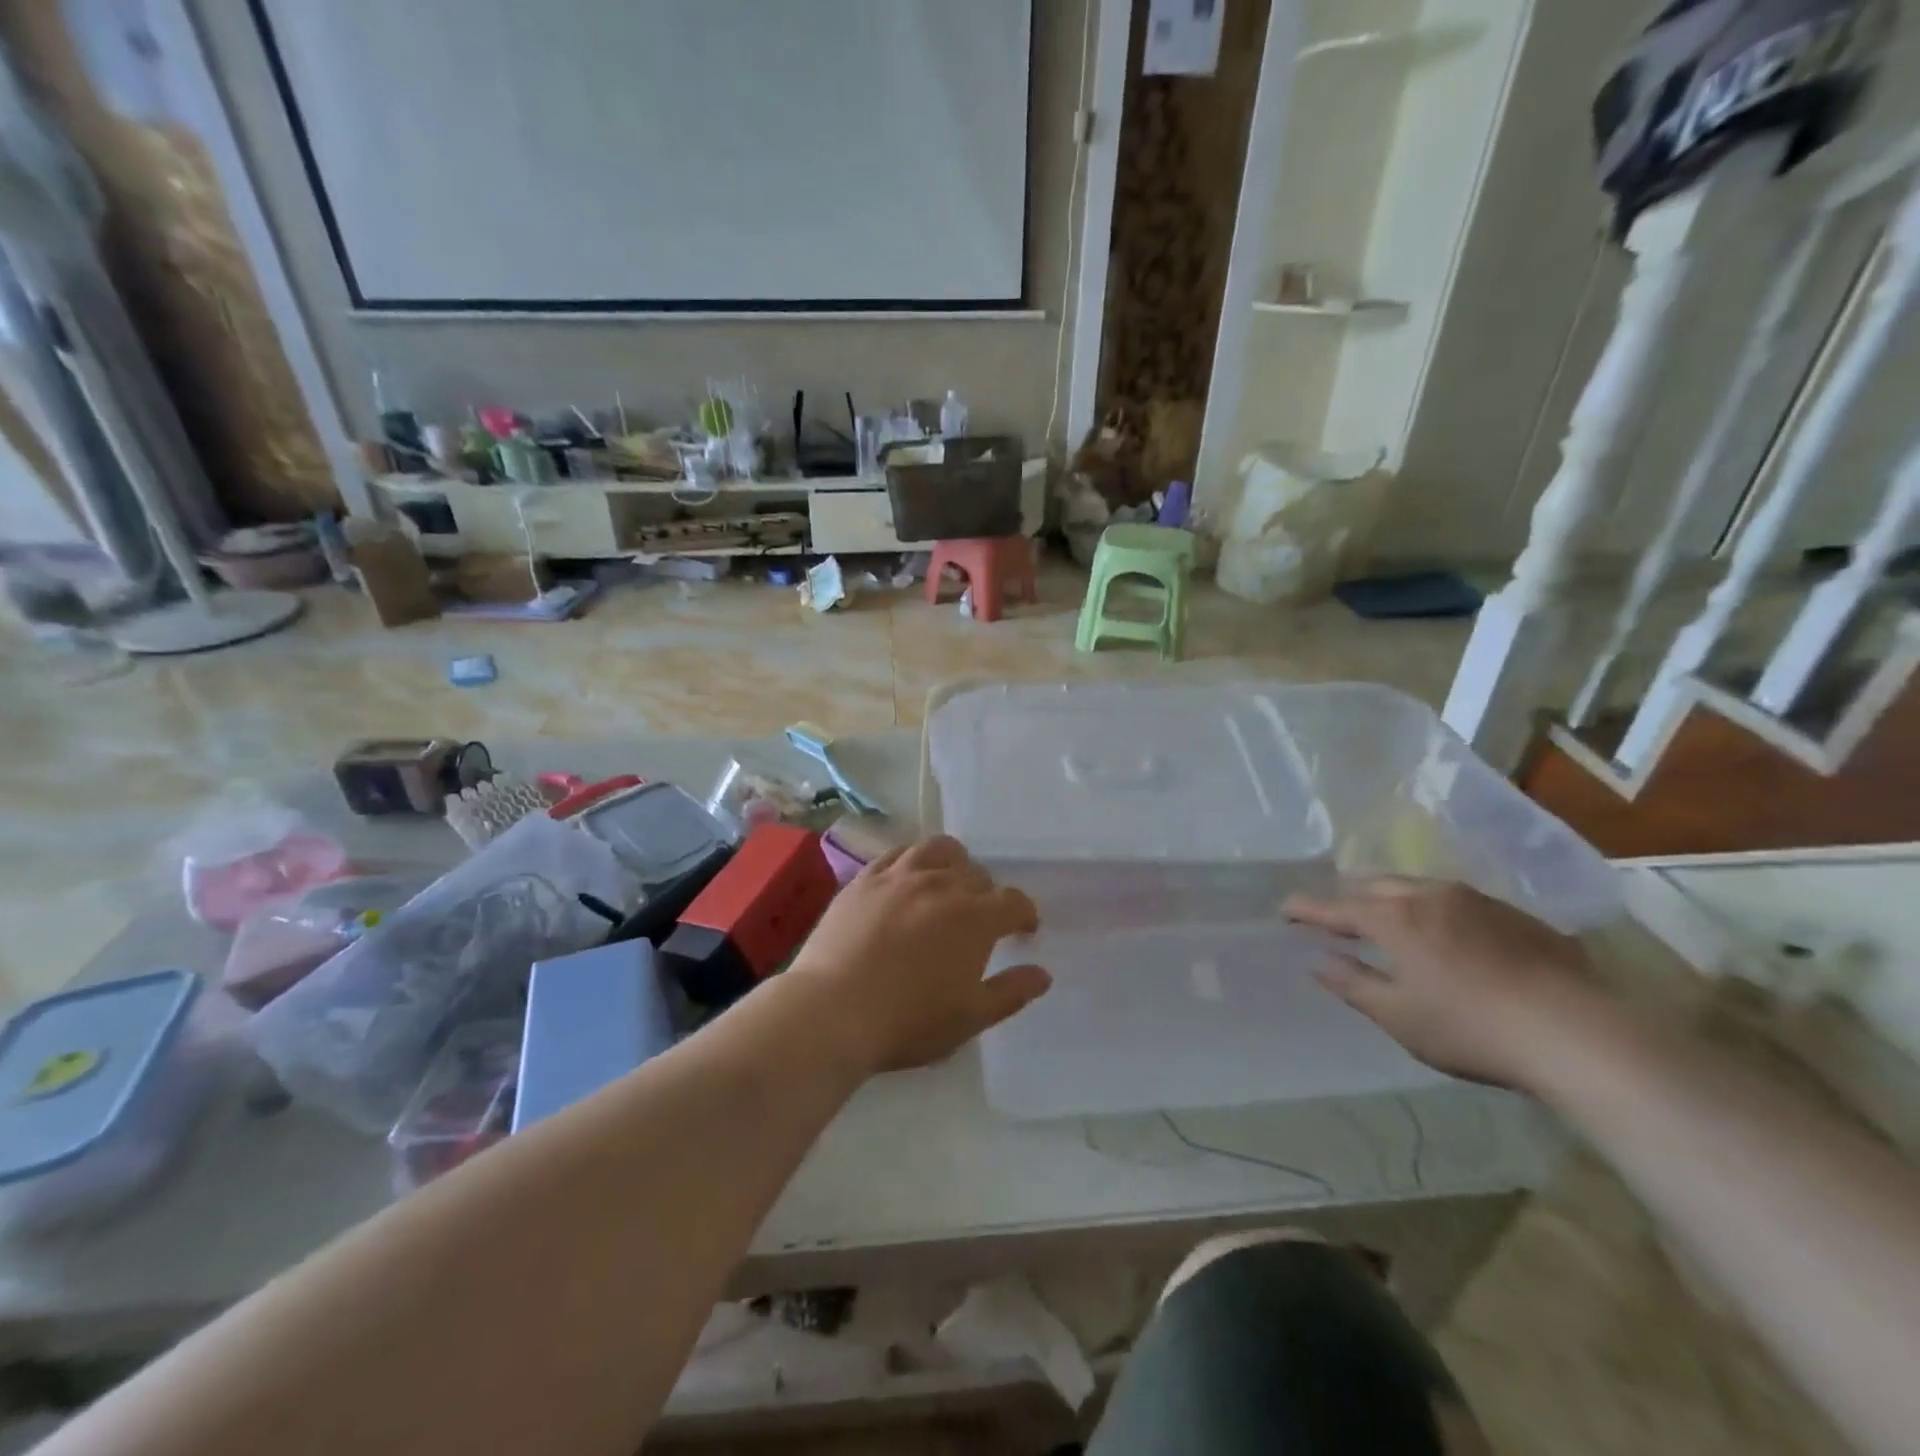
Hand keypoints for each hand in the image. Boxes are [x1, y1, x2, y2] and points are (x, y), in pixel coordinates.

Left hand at [787, 837, 1050, 1074]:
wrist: (832, 1011)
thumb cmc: (907, 1021)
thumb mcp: (969, 1018)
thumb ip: (1010, 992)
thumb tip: (1043, 974)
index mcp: (974, 917)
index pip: (1013, 902)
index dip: (1024, 914)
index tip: (1024, 929)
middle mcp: (941, 885)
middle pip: (976, 874)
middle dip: (987, 894)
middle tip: (981, 918)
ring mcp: (899, 876)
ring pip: (938, 850)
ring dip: (953, 863)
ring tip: (948, 882)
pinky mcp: (864, 878)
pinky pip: (897, 853)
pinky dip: (912, 859)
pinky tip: (908, 876)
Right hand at [1284, 878, 1616, 1089]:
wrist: (1578, 1032)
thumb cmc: (1471, 1028)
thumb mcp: (1399, 1016)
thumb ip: (1352, 984)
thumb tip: (1318, 962)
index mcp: (1394, 918)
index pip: (1335, 907)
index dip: (1306, 909)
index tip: (1284, 910)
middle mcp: (1429, 895)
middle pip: (1374, 886)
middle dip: (1348, 897)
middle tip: (1333, 914)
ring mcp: (1475, 900)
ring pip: (1416, 886)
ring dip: (1390, 898)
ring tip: (1384, 915)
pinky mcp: (1514, 915)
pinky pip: (1455, 900)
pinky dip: (1432, 909)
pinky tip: (1444, 933)